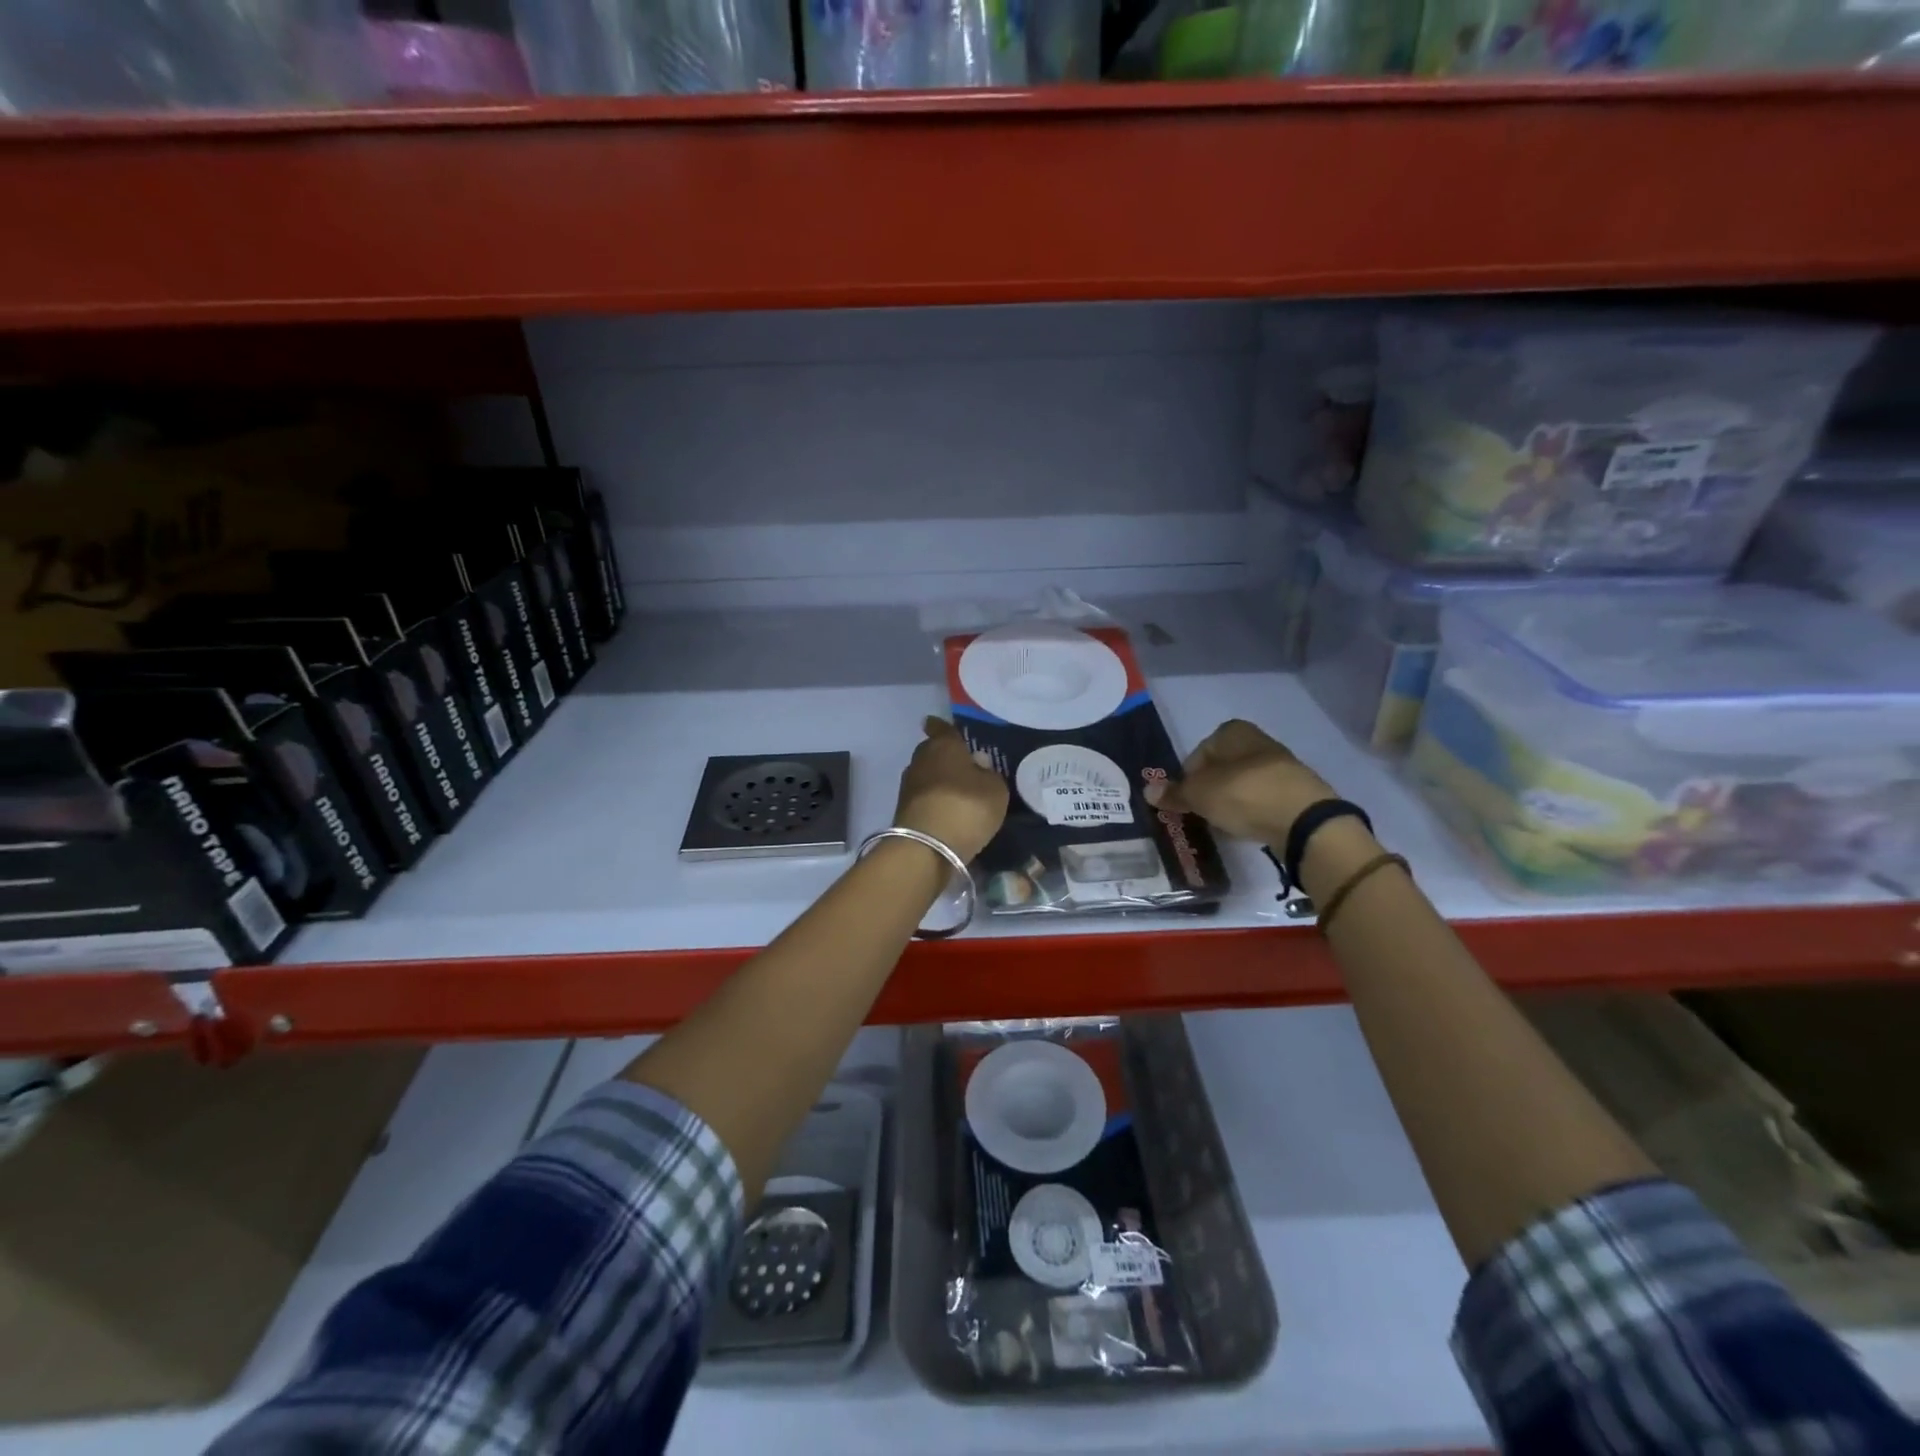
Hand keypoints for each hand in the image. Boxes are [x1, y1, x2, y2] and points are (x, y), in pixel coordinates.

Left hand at [894, 717, 1009, 862]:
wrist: (927, 848)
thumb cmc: (966, 807)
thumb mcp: (995, 790)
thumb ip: (989, 774)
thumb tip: (978, 767)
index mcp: (944, 745)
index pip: (941, 728)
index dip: (942, 726)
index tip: (938, 724)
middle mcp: (921, 759)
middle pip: (932, 751)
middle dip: (944, 756)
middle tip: (962, 765)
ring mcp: (908, 786)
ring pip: (926, 776)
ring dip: (938, 781)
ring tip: (957, 792)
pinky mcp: (903, 810)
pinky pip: (924, 798)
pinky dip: (934, 801)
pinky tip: (947, 811)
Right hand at [1144, 719, 1337, 847]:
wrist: (1304, 819)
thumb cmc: (1243, 794)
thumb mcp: (1199, 794)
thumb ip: (1174, 793)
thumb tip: (1147, 791)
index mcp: (1233, 731)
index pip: (1198, 753)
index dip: (1187, 777)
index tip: (1185, 800)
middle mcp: (1257, 741)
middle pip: (1221, 768)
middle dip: (1209, 790)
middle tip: (1200, 814)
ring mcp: (1280, 766)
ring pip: (1241, 785)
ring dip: (1230, 802)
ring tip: (1222, 824)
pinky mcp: (1295, 792)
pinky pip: (1262, 801)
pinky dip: (1251, 812)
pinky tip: (1246, 828)